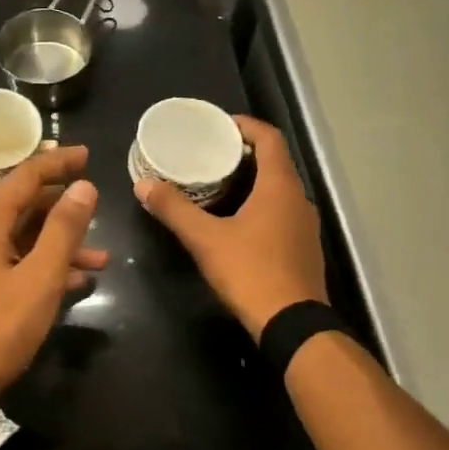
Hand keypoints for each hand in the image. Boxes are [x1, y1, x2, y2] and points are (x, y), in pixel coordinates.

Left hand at [0, 146, 106, 445]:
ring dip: (61, 244)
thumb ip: (64, 230)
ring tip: (101, 258)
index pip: (25, 177)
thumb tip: (84, 186)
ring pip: (23, 239)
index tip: (88, 155)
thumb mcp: (39, 278)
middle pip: (24, 206)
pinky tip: (76, 282)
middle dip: (63, 207)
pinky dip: (45, 267)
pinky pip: (16, 263)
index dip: (58, 163)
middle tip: (97, 203)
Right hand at [134, 115, 326, 335]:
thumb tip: (143, 185)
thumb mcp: (205, 240)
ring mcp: (305, 225)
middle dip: (244, 154)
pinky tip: (237, 221)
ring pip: (279, 190)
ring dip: (252, 181)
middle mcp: (298, 199)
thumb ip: (174, 209)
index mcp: (280, 187)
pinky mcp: (303, 248)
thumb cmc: (250, 272)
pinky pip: (281, 213)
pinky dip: (260, 205)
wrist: (292, 324)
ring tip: (218, 185)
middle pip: (274, 162)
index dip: (245, 126)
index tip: (219, 125)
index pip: (269, 138)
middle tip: (209, 154)